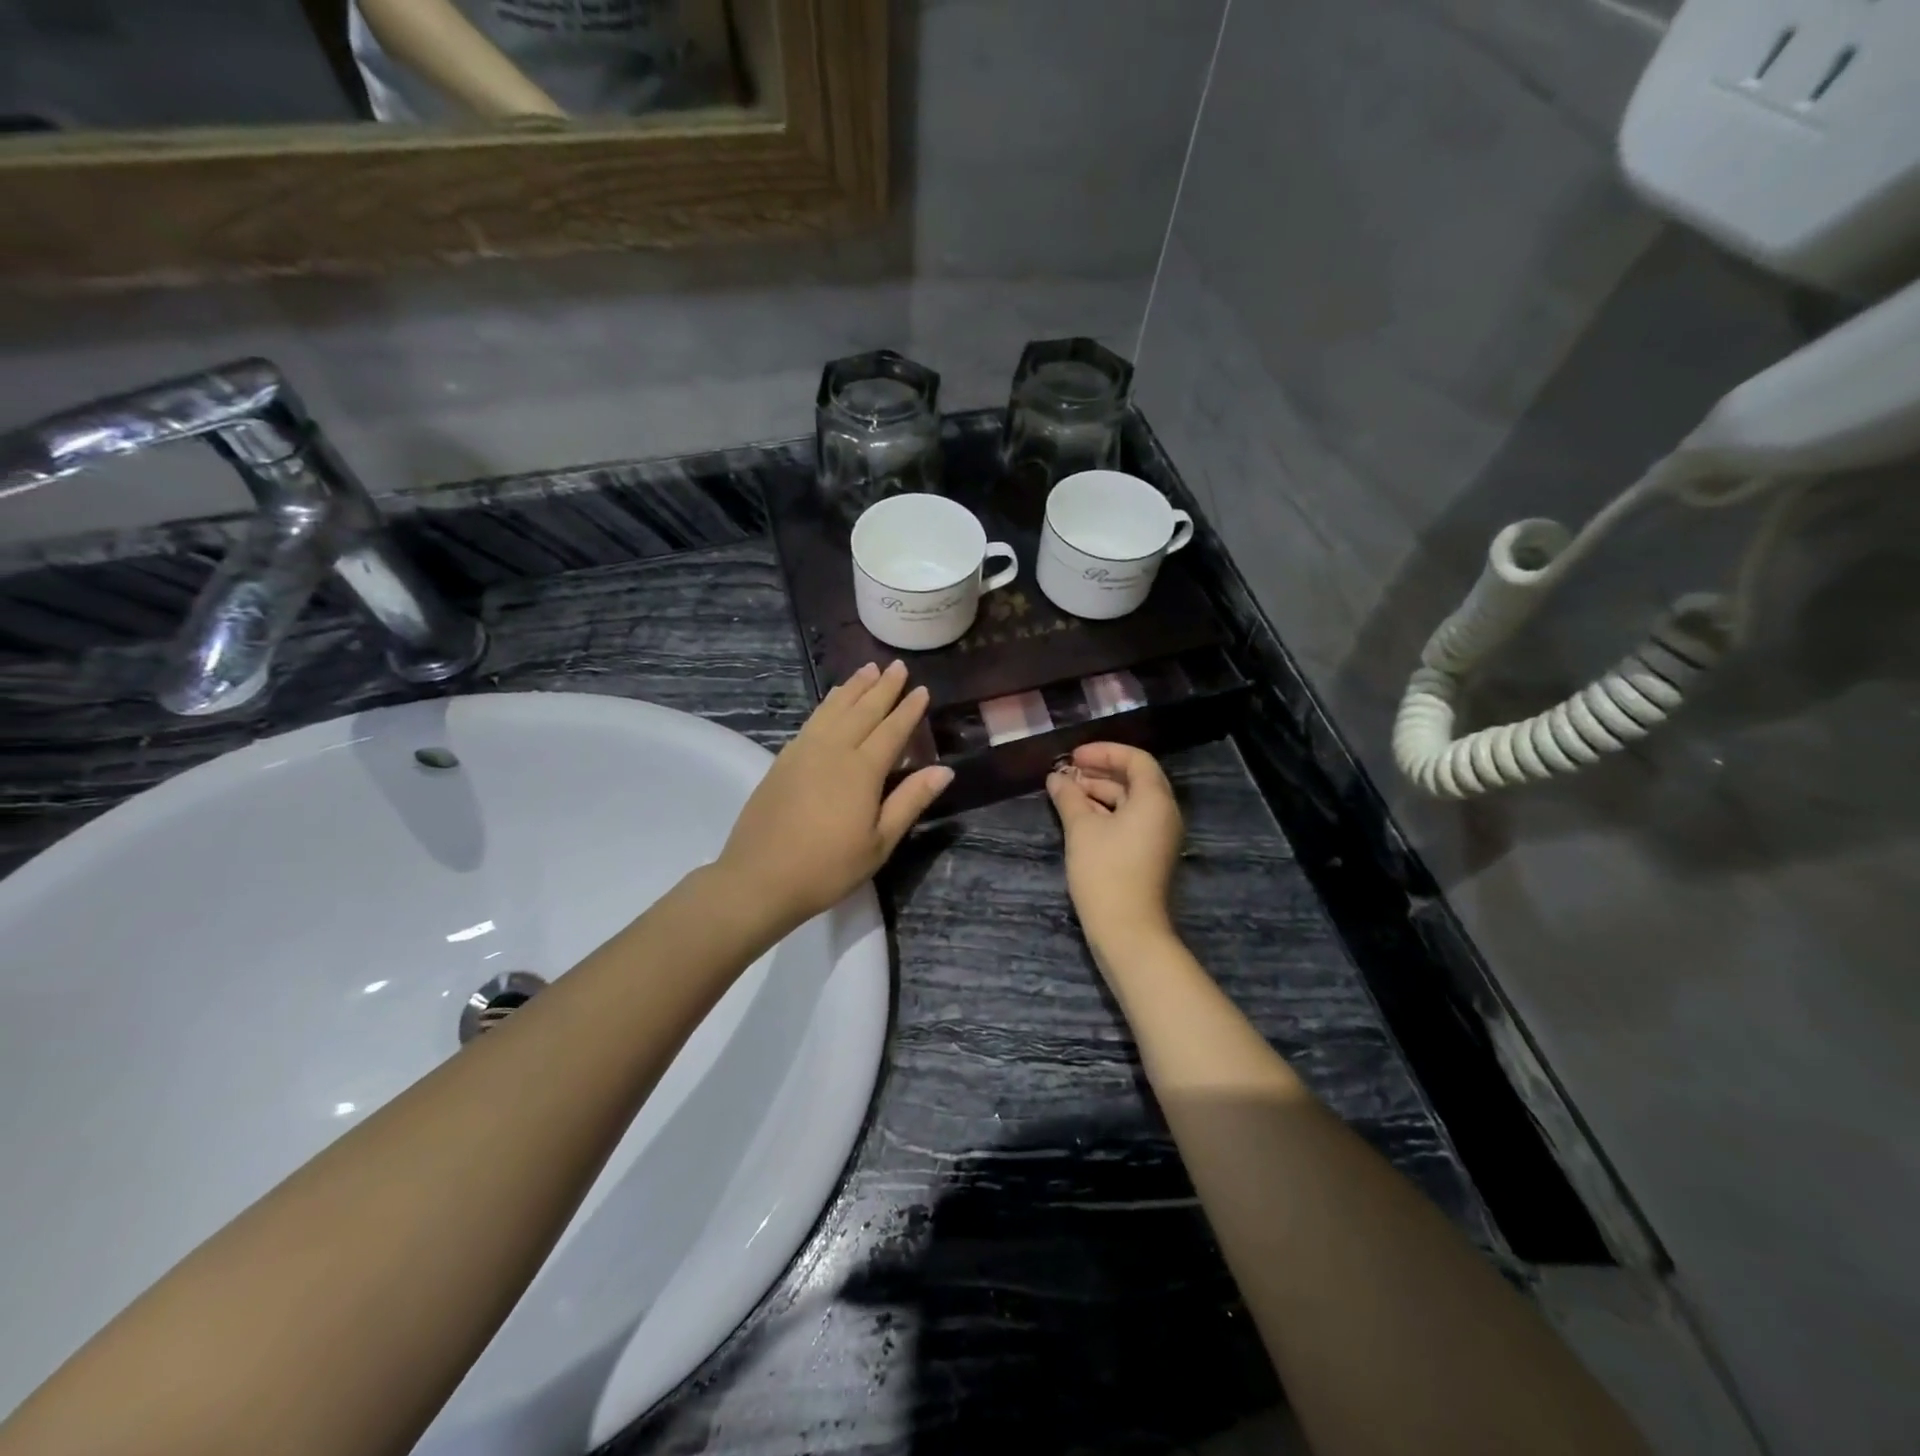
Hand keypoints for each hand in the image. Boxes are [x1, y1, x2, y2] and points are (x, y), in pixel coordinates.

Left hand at [717, 661, 952, 930]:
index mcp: (862, 771)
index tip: (921, 689)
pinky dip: (828, 704)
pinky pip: (812, 720)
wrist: (759, 878)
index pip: (891, 730)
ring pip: (834, 709)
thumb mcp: (879, 843)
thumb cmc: (827, 867)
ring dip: (853, 687)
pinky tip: (832, 700)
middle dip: (883, 688)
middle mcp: (833, 750)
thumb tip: (945, 770)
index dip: (908, 709)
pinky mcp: (783, 760)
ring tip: (868, 669)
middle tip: (897, 666)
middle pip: (863, 710)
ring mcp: (804, 752)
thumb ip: (910, 801)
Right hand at [1046, 742, 1184, 950]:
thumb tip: (1056, 778)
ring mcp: (1159, 836)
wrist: (1127, 930)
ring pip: (1130, 802)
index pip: (1136, 760)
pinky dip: (1106, 813)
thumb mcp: (1081, 829)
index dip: (1104, 752)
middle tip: (1066, 773)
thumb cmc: (1105, 871)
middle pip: (1135, 780)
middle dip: (1099, 772)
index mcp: (1155, 800)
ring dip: (1099, 793)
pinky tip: (1078, 817)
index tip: (1074, 757)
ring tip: (1065, 794)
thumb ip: (1069, 797)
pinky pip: (1130, 822)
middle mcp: (1164, 814)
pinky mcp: (1149, 855)